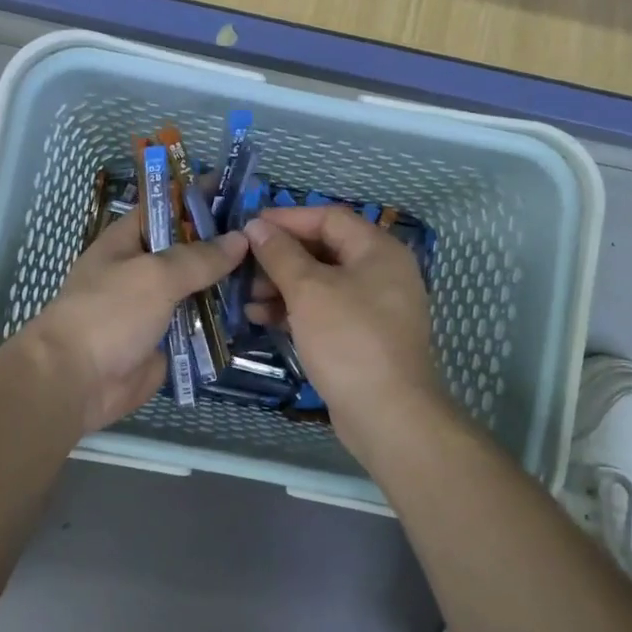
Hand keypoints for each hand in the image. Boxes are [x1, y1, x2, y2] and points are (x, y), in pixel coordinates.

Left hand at [25, 209, 247, 433]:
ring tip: (274, 271)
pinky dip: (225, 320)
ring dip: (230, 283)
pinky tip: (260, 310)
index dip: (198, 198)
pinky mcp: (169, 340)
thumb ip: (199, 257)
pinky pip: (202, 324)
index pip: (166, 208)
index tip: (240, 192)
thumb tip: (240, 239)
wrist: (78, 381)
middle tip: (269, 236)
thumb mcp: (155, 275)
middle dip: (224, 243)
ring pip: (200, 288)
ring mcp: (156, 307)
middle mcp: (142, 270)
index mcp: (126, 241)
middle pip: (188, 249)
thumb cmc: (109, 313)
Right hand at [241, 207, 448, 459]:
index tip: (249, 226)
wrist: (388, 414)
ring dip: (283, 286)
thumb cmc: (348, 340)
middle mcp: (382, 272)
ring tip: (247, 298)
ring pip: (322, 283)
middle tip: (244, 268)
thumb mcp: (309, 290)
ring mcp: (375, 307)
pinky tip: (264, 318)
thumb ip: (280, 254)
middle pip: (324, 249)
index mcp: (378, 250)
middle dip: (281, 257)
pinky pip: (325, 310)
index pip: (329, 217)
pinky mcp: (363, 337)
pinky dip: (296, 310)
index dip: (287, 219)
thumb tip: (257, 227)